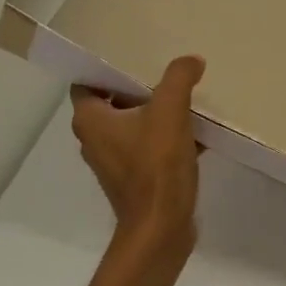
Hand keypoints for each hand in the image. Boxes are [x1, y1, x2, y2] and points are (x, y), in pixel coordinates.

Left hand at [71, 55, 203, 254]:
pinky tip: (197, 133)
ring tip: (186, 99)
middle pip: (114, 102)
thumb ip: (179, 78)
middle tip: (166, 73)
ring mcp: (114, 162)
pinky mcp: (134, 180)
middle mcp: (94, 140)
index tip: (137, 57)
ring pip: (134, 126)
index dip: (109, 68)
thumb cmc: (155, 166)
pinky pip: (149, 148)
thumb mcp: (170, 112)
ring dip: (156, 114)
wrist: (160, 228)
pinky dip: (167, 138)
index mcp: (90, 120)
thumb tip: (191, 60)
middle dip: (140, 88)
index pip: (89, 82)